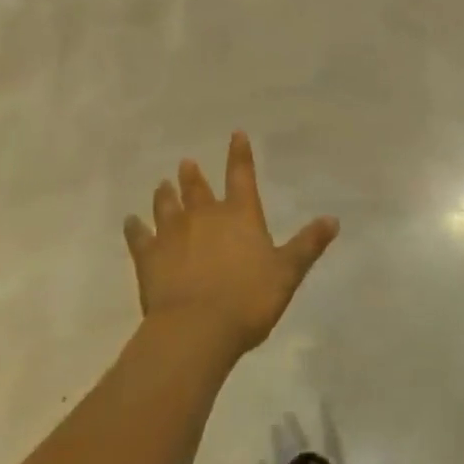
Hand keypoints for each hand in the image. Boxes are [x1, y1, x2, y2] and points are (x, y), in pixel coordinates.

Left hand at [124, 132, 338, 362]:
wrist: (196, 329)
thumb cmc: (248, 299)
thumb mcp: (287, 273)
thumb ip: (307, 245)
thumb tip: (333, 219)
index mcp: (240, 215)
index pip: (241, 175)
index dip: (239, 154)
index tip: (236, 134)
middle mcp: (205, 216)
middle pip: (198, 188)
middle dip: (194, 175)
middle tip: (186, 162)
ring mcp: (173, 234)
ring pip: (167, 206)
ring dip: (165, 195)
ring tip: (162, 184)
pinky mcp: (149, 257)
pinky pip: (139, 237)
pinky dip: (134, 229)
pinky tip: (130, 222)